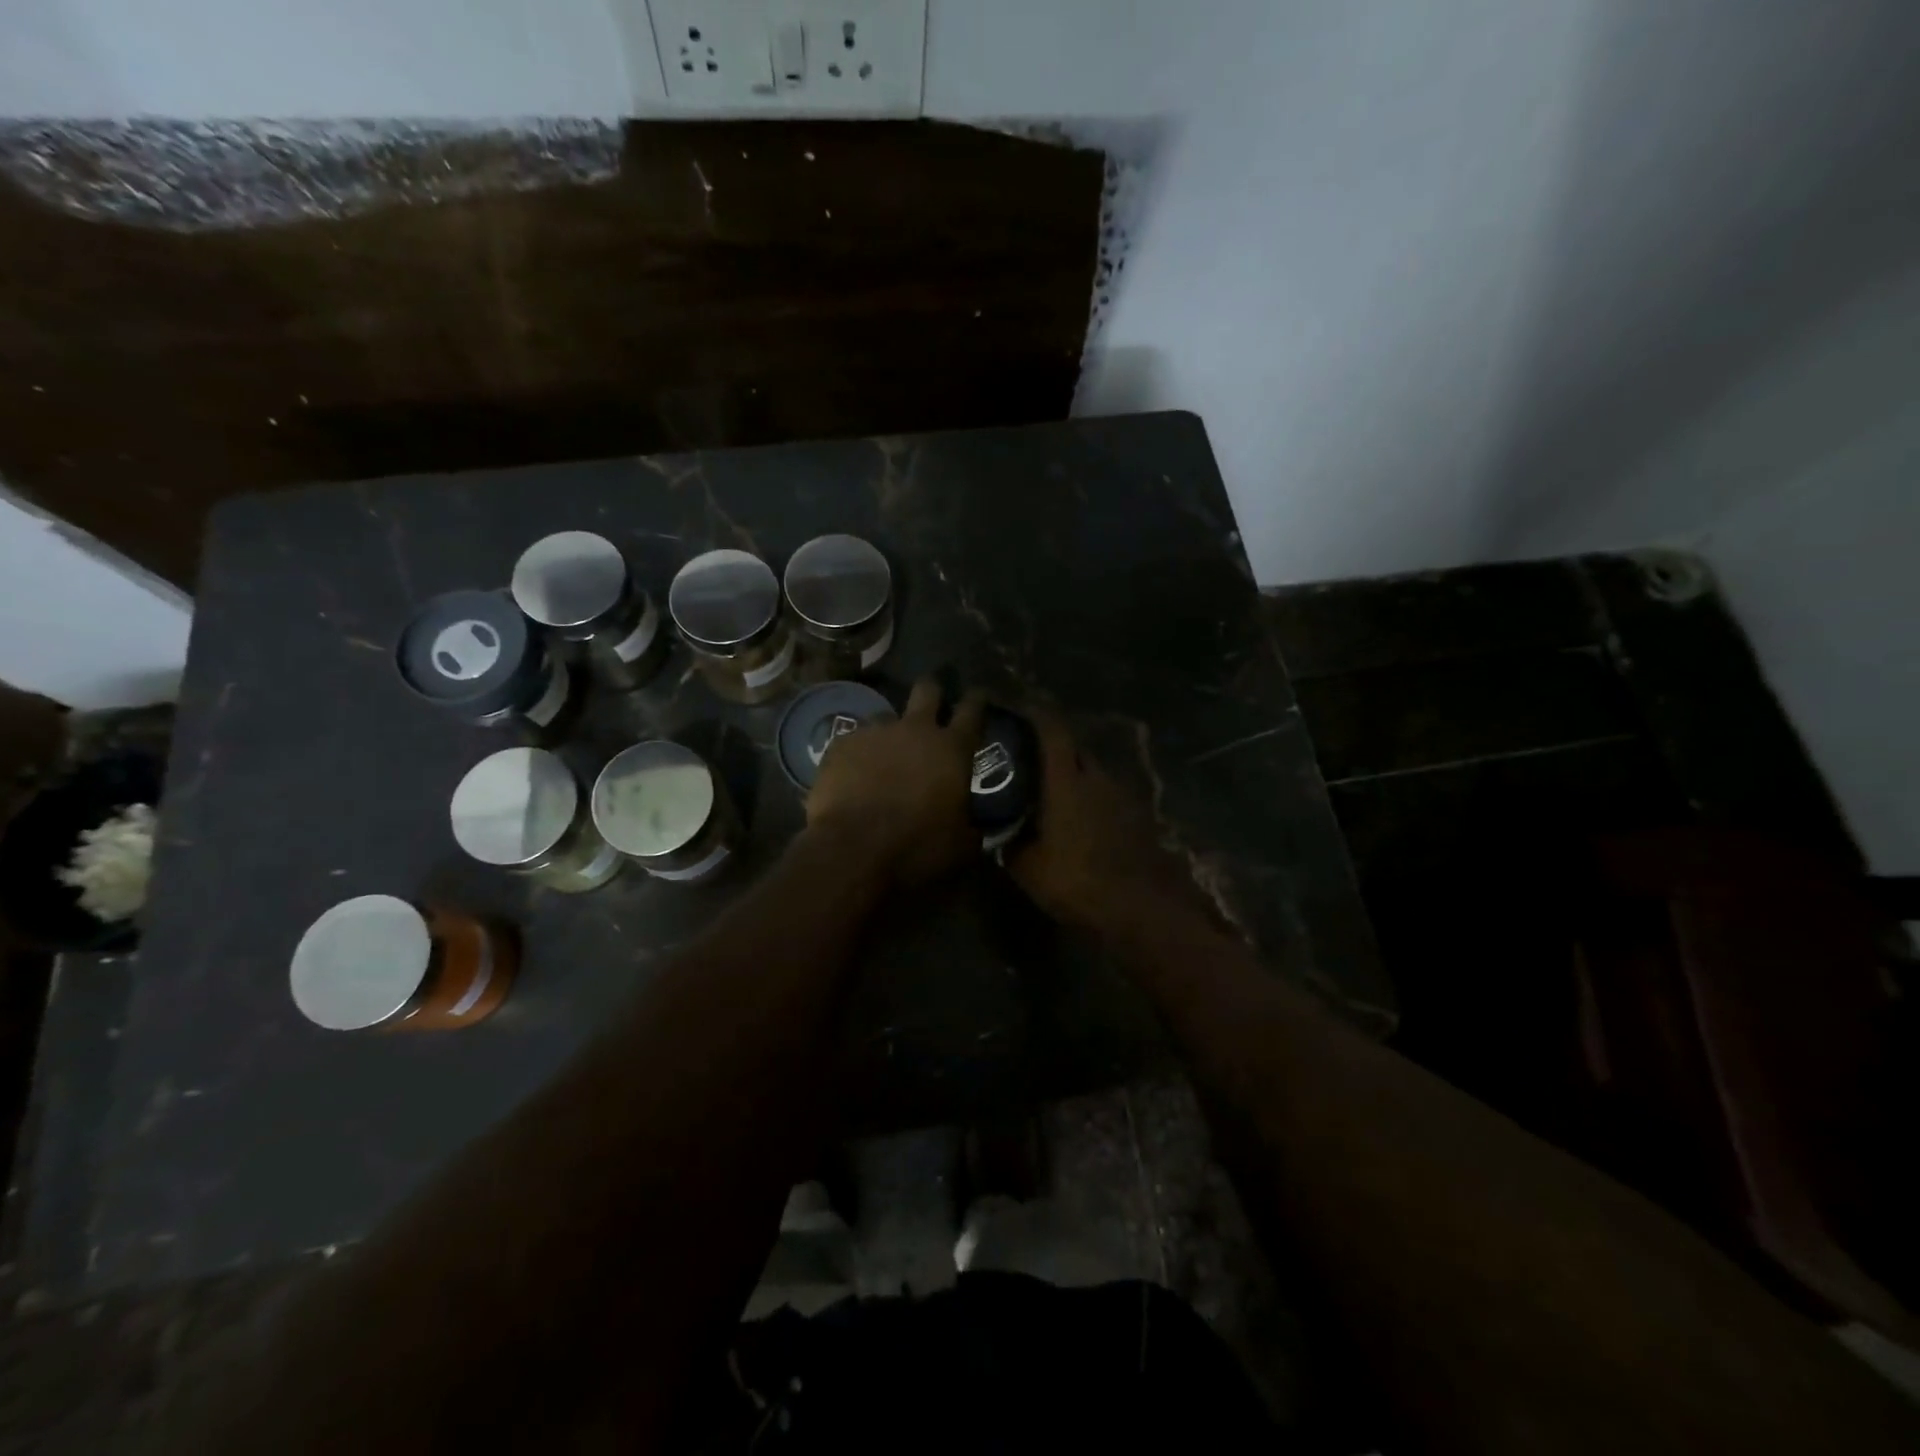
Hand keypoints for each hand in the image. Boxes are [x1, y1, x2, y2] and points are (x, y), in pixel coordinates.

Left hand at [806, 678, 987, 886]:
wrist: (853, 850)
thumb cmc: (917, 847)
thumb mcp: (960, 845)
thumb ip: (969, 826)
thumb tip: (972, 827)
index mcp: (952, 749)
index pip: (972, 710)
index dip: (977, 700)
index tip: (978, 695)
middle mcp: (915, 729)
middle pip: (927, 690)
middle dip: (931, 692)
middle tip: (931, 704)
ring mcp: (874, 732)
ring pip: (885, 716)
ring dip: (890, 732)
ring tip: (884, 754)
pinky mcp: (841, 744)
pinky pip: (854, 740)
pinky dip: (858, 754)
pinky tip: (854, 773)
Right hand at [1006, 709, 1201, 929]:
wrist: (1140, 908)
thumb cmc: (1076, 881)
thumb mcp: (1027, 867)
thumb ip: (1009, 841)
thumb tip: (996, 829)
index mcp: (1067, 781)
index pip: (1052, 731)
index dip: (1036, 715)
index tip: (1018, 711)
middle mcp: (1097, 778)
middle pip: (1075, 748)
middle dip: (1054, 747)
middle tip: (1030, 758)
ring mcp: (1123, 796)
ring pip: (1094, 772)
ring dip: (1076, 774)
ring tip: (1054, 790)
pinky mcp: (1138, 816)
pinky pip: (1108, 794)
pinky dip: (1093, 797)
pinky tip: (1082, 818)